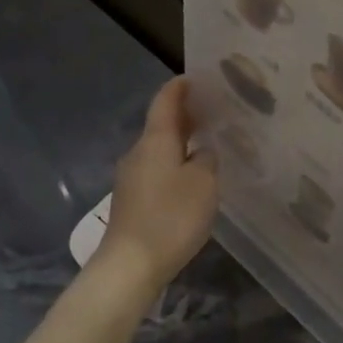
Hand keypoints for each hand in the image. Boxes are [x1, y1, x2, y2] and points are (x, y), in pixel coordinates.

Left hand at [97, 77, 219, 294]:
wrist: (130, 264)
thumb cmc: (171, 217)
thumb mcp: (204, 184)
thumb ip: (207, 160)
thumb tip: (202, 153)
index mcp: (155, 140)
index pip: (165, 102)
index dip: (179, 88)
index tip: (194, 78)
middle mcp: (138, 153)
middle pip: (161, 126)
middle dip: (184, 116)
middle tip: (211, 112)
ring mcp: (130, 178)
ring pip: (158, 151)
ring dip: (180, 144)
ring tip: (206, 145)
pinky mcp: (131, 202)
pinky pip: (156, 172)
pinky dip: (174, 166)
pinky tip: (190, 179)